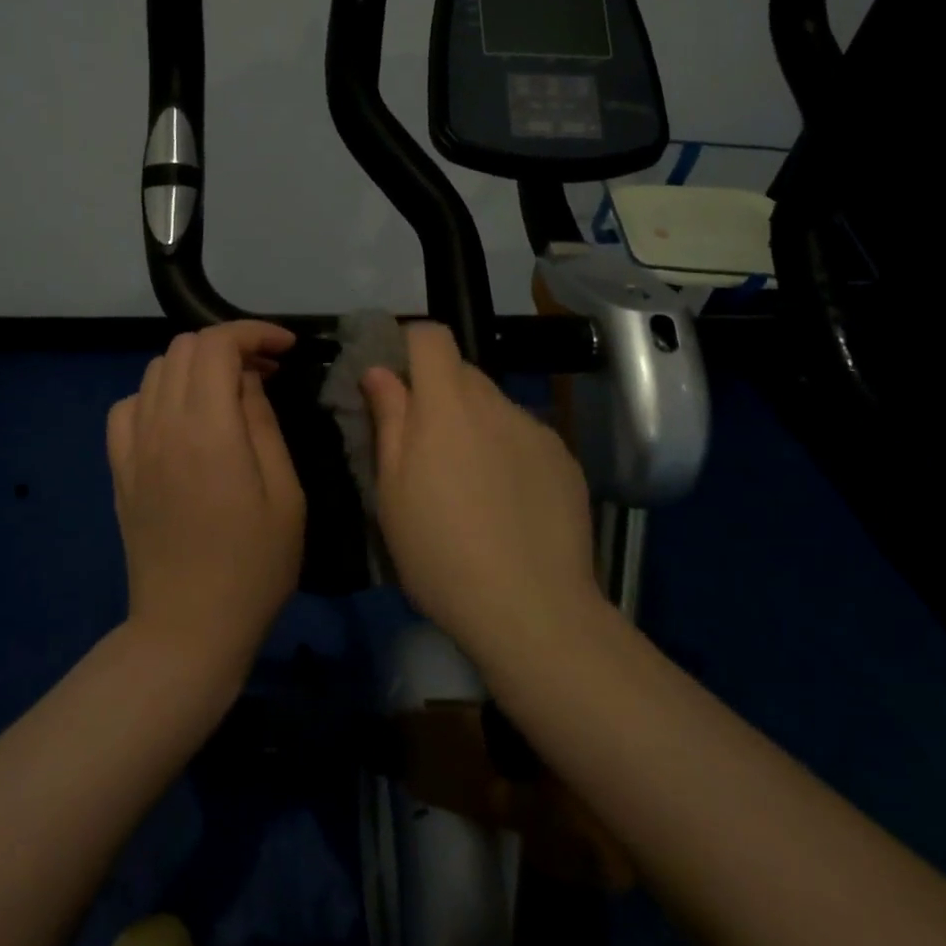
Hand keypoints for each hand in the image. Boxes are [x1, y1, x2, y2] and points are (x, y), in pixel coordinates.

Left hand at [106, 321, 304, 677]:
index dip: (253, 333)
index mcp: (209, 431)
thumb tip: (247, 382)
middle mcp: (162, 427)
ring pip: (155, 370)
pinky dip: (158, 394)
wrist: (188, 628)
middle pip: (184, 348)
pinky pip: (129, 406)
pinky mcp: (119, 470)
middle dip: (229, 345)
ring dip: (196, 366)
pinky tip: (182, 420)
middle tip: (266, 372)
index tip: (286, 349)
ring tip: (229, 392)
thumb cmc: (254, 567)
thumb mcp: (285, 495)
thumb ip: (263, 425)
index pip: (217, 345)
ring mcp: (133, 448)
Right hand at [361, 323, 598, 659]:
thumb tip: (379, 371)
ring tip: (470, 486)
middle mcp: (497, 403)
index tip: (395, 381)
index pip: (432, 336)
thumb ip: (389, 419)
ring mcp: (537, 431)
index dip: (410, 345)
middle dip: (438, 396)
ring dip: (475, 426)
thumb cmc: (440, 551)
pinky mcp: (565, 461)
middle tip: (425, 448)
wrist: (531, 609)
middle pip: (463, 373)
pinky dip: (509, 453)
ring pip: (495, 408)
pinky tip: (508, 504)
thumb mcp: (393, 490)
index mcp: (448, 404)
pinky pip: (525, 437)